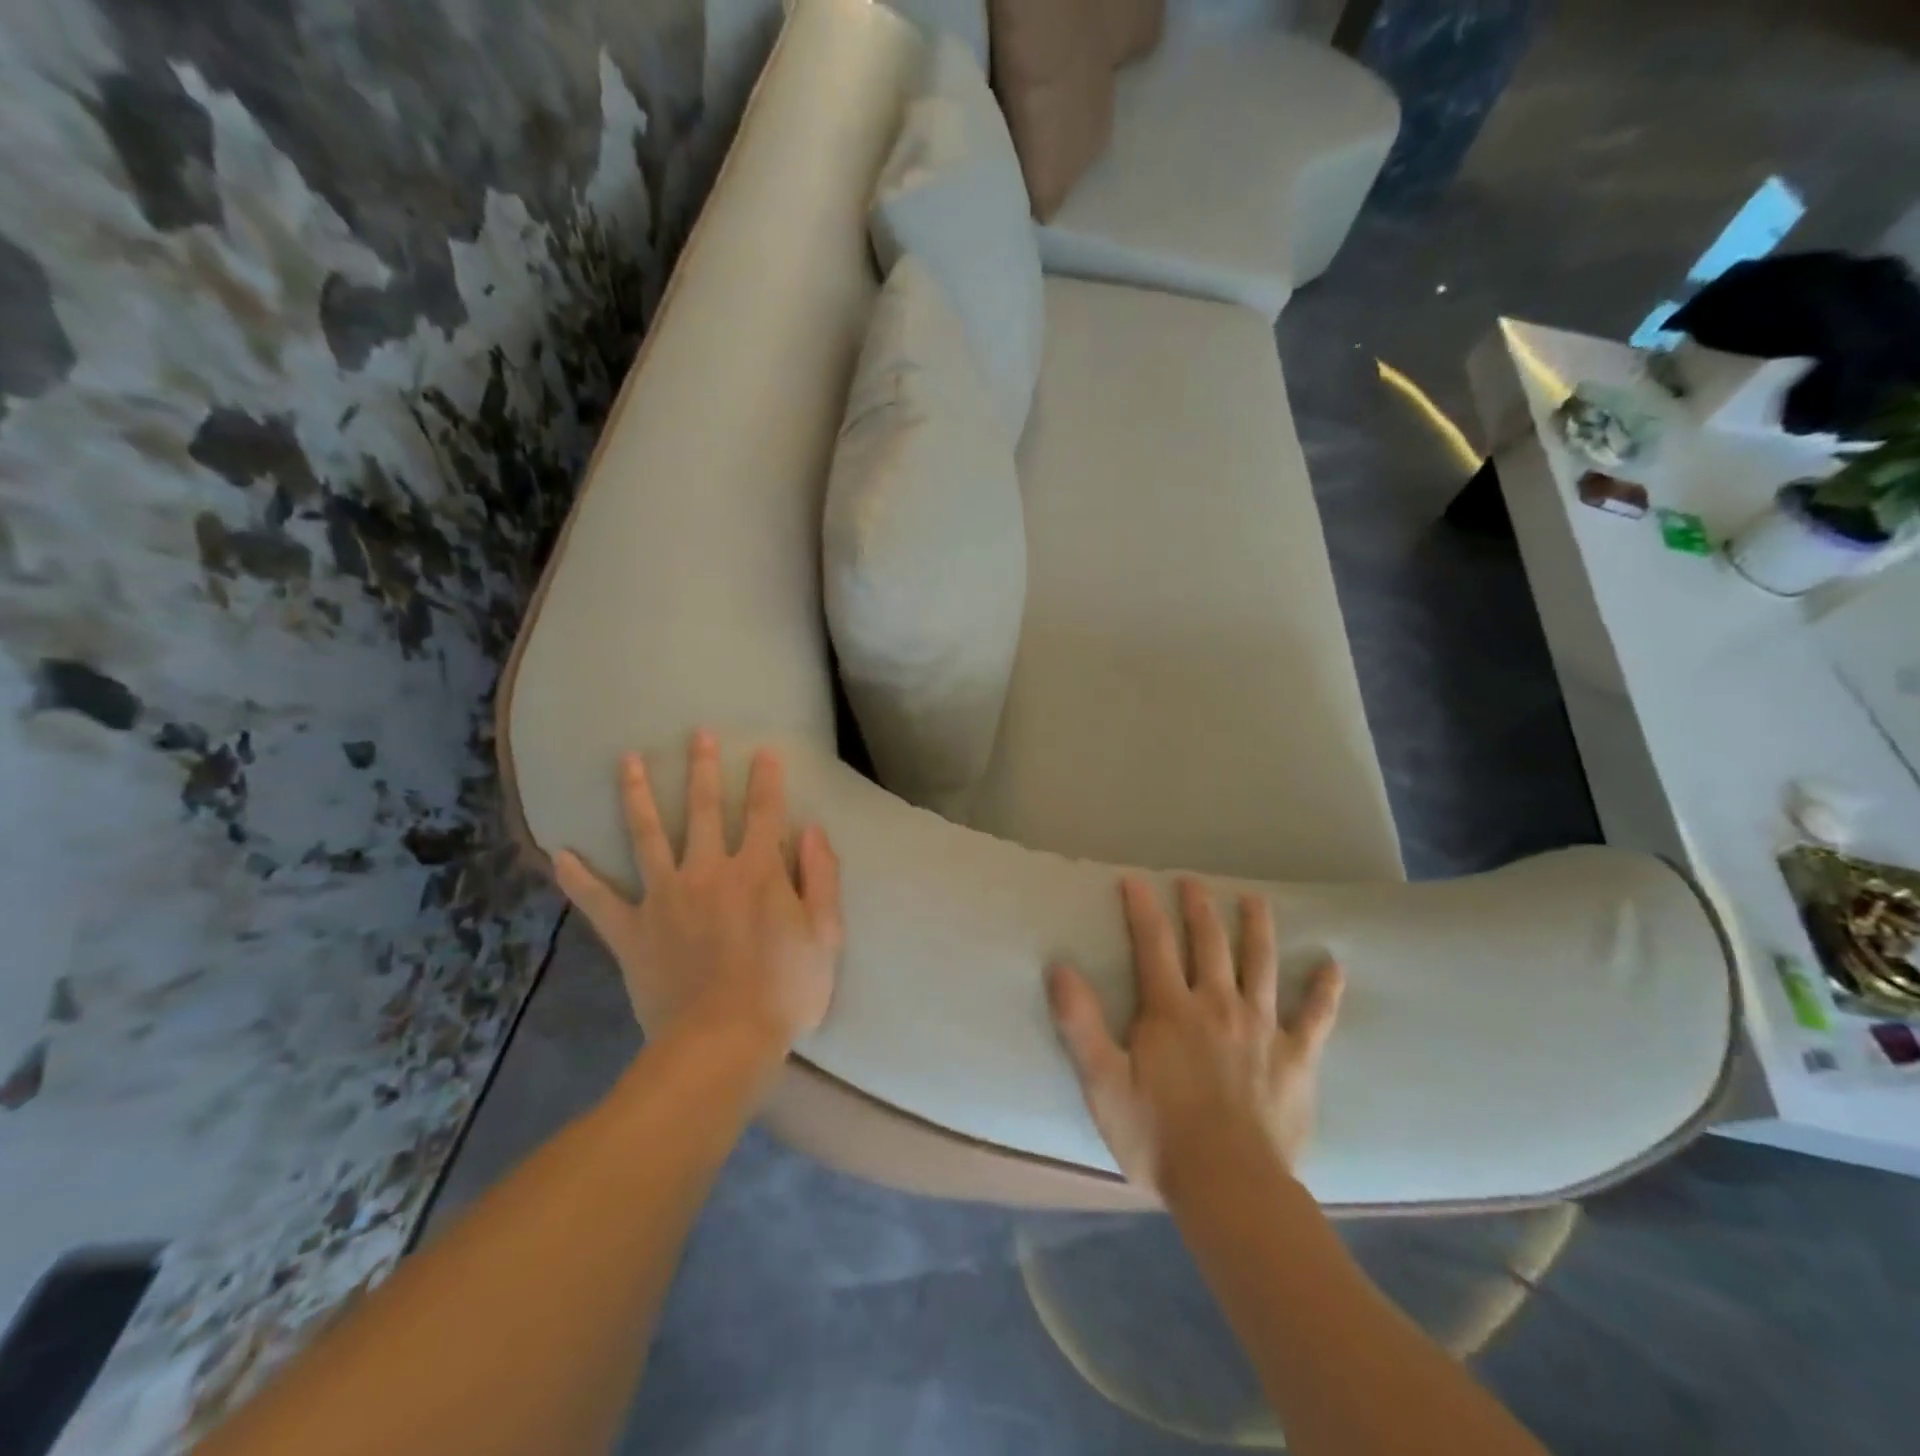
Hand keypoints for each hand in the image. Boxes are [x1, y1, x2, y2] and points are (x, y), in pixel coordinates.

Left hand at [556, 731, 843, 1052]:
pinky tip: (559, 854)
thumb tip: (812, 829)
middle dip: (702, 769)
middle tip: (697, 733)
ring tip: (627, 760)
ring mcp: (664, 898)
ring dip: (638, 795)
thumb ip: (821, 877)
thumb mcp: (825, 936)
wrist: (722, 1044)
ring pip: (647, 836)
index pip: (765, 812)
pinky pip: (598, 901)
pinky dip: (577, 879)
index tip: (763, 751)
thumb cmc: (784, 992)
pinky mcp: (632, 931)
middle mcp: (708, 871)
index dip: (767, 779)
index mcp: (757, 872)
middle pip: (704, 810)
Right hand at [1046, 876, 1341, 1194]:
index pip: (1153, 944)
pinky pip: (1316, 1017)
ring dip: (1257, 929)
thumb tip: (1059, 967)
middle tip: (1193, 882)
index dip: (1142, 908)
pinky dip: (1324, 990)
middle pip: (1209, 944)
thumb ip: (1080, 1023)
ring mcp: (1262, 1029)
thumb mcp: (1103, 1083)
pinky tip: (1332, 965)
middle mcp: (1218, 1005)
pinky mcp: (1297, 1058)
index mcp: (1171, 1009)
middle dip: (1199, 908)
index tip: (1135, 879)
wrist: (1230, 1187)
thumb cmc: (1158, 1136)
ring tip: (1255, 900)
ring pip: (1260, 965)